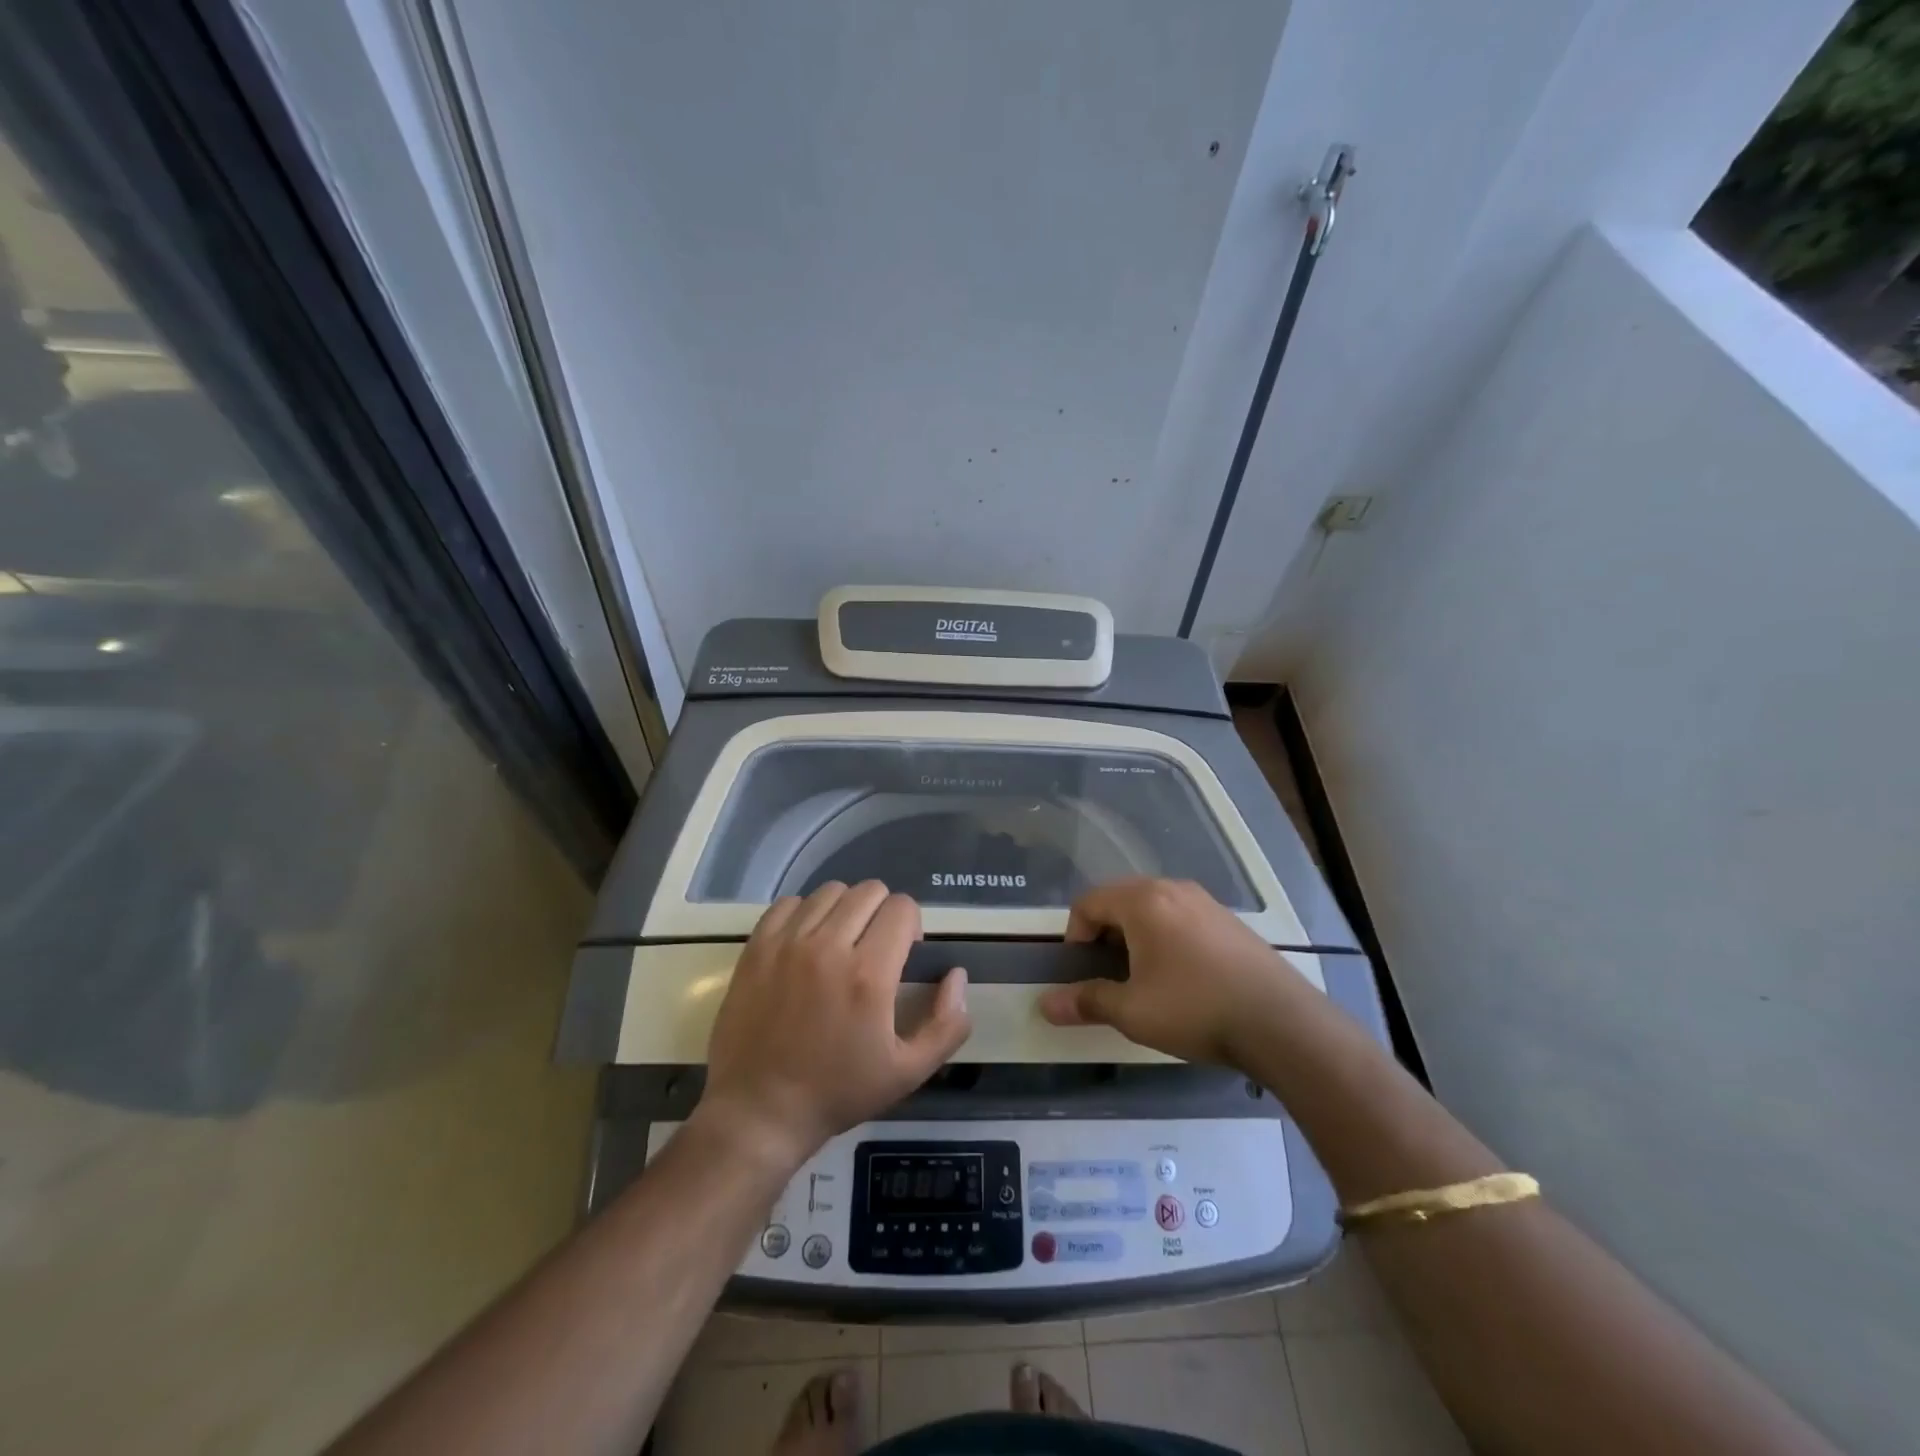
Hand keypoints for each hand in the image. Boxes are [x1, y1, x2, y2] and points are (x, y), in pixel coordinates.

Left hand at [699, 881, 971, 1174]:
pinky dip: (805, 914)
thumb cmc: (837, 1092)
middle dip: (882, 913)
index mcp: (869, 974)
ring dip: (844, 910)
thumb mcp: (908, 1072)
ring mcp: (787, 943)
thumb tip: (957, 975)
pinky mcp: (756, 947)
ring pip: (830, 891)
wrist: (759, 1111)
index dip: (911, 925)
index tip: (903, 954)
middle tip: (874, 948)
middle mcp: (828, 946)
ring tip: (839, 944)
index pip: (902, 907)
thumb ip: (947, 1024)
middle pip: (869, 890)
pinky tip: (806, 943)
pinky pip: (789, 903)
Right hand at [1038, 877, 1311, 1066]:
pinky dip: (1166, 938)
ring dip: (1136, 936)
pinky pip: (1181, 917)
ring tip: (1143, 978)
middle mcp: (1172, 889)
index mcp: (1142, 900)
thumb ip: (1087, 1001)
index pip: (1088, 902)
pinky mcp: (1229, 920)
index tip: (1082, 972)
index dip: (1074, 936)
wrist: (1280, 1022)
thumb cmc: (1194, 1008)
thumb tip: (1045, 1005)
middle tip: (1108, 975)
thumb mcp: (1132, 1011)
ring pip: (1152, 908)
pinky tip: (1181, 977)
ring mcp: (1205, 901)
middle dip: (1104, 934)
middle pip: (1119, 900)